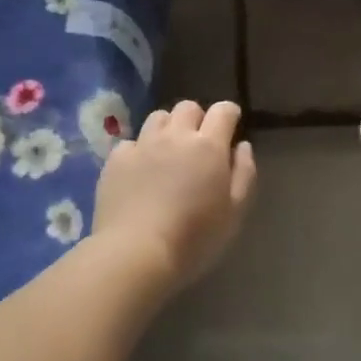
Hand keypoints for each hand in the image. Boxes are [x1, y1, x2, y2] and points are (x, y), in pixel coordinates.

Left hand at [92, 99, 256, 288]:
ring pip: (158, 118)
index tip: (231, 126)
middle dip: (198, 118)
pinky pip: (131, 142)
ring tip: (168, 151)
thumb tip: (242, 146)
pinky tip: (140, 171)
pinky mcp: (116, 160)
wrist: (136, 253)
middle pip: (188, 107)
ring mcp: (142, 145)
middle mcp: (175, 136)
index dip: (229, 114)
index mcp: (208, 146)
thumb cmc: (195, 237)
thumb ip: (244, 172)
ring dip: (168, 128)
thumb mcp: (235, 211)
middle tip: (199, 142)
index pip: (223, 110)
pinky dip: (140, 150)